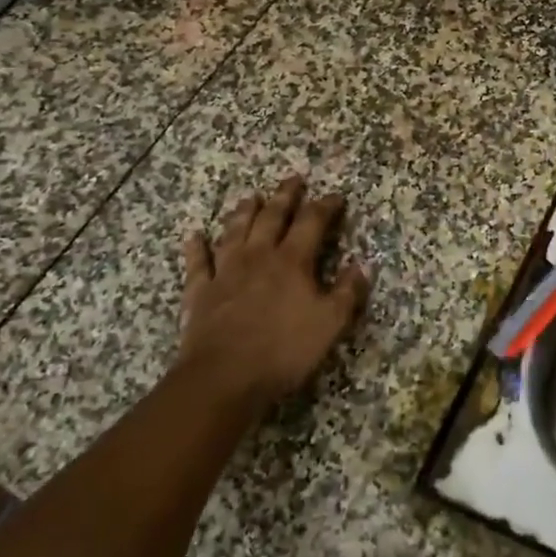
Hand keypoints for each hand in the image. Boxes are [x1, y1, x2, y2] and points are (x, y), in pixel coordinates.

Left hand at [174, 176, 369, 414]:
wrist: (224, 377)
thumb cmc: (284, 350)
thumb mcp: (330, 324)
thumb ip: (347, 292)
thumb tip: (361, 265)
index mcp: (292, 261)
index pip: (312, 222)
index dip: (325, 206)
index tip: (335, 196)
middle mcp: (258, 256)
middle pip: (272, 217)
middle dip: (285, 196)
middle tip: (293, 179)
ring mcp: (225, 272)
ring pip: (235, 231)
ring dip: (243, 212)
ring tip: (250, 196)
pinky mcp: (200, 292)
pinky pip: (198, 263)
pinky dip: (196, 248)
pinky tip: (195, 236)